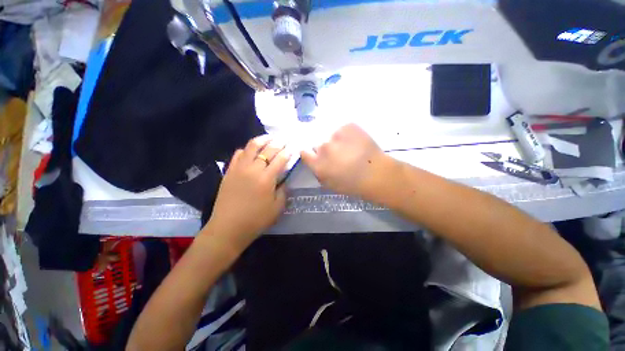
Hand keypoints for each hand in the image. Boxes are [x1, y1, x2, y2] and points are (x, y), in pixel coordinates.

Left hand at [207, 135, 290, 248]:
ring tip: (270, 137)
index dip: (288, 152)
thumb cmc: (256, 220)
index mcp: (266, 179)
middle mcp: (253, 169)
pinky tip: (251, 150)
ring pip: (251, 147)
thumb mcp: (277, 208)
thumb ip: (283, 191)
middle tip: (285, 139)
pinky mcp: (230, 171)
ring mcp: (239, 168)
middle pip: (267, 150)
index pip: (280, 159)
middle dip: (278, 142)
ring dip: (262, 139)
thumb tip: (284, 180)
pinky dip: (247, 149)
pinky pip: (238, 154)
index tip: (293, 147)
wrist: (228, 227)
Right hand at [301, 124, 393, 199]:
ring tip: (350, 149)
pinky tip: (357, 142)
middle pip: (319, 144)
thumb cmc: (353, 185)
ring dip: (337, 142)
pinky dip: (348, 134)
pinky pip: (343, 129)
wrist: (377, 174)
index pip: (304, 152)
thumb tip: (315, 162)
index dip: (309, 154)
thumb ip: (318, 172)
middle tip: (338, 155)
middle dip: (326, 149)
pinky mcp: (348, 126)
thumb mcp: (330, 184)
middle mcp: (323, 148)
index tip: (315, 155)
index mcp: (318, 164)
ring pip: (332, 136)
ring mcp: (336, 135)